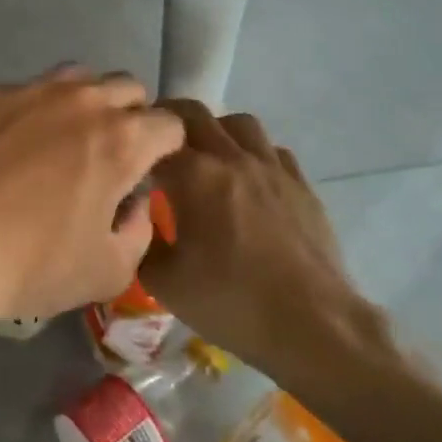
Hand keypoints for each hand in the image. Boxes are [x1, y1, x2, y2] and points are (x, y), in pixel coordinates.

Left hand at [0, 70, 184, 341]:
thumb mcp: (108, 271)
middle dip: (131, 116)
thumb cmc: (33, 263)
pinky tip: (14, 141)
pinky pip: (28, 89)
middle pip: (128, 88)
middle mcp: (84, 101)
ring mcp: (32, 90)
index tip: (151, 172)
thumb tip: (135, 203)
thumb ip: (139, 231)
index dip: (167, 149)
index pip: (171, 125)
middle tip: (111, 155)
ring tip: (67, 138)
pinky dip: (35, 108)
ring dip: (86, 101)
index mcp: (123, 140)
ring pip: (79, 77)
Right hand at [138, 101, 393, 413]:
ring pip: (239, 123)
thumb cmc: (232, 303)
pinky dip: (253, 153)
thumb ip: (141, 241)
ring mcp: (272, 168)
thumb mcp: (164, 282)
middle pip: (194, 113)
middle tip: (156, 144)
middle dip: (168, 121)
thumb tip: (136, 219)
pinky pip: (272, 150)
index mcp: (194, 176)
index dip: (135, 144)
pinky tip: (248, 180)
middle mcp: (232, 158)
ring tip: (206, 156)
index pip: (153, 138)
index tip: (126, 159)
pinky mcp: (301, 185)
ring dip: (215, 130)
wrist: (315, 327)